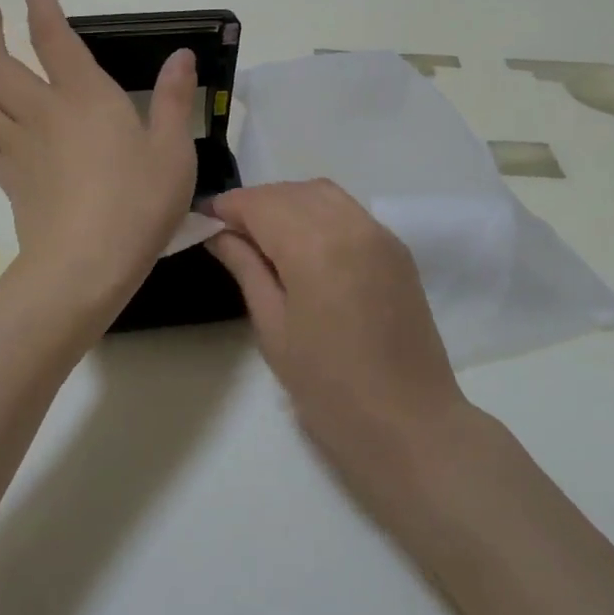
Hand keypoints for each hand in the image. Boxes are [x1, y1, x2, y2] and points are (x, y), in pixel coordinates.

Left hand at [0, 0, 197, 313]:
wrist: (84, 266)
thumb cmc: (137, 204)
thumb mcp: (173, 151)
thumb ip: (176, 99)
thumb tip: (181, 55)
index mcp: (84, 97)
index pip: (53, 37)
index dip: (40, 4)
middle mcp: (42, 111)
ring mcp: (18, 145)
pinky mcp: (8, 177)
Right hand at [205, 180, 473, 493]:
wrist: (409, 423)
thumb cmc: (329, 387)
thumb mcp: (274, 329)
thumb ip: (246, 269)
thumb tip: (219, 234)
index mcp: (315, 246)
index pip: (261, 203)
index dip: (228, 207)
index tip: (204, 221)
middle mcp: (351, 225)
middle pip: (292, 191)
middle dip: (256, 203)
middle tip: (230, 233)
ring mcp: (380, 234)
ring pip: (323, 193)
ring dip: (288, 202)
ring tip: (265, 236)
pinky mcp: (397, 249)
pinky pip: (349, 211)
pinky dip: (319, 212)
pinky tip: (305, 244)